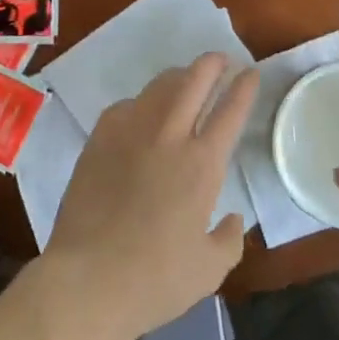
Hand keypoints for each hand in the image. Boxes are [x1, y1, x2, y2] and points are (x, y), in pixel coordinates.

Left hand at [41, 54, 258, 339]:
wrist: (88, 279)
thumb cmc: (155, 279)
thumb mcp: (210, 270)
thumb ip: (229, 240)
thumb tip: (233, 218)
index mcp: (203, 165)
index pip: (230, 111)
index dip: (244, 87)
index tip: (251, 73)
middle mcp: (169, 137)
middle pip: (195, 80)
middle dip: (212, 64)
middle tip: (221, 60)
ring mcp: (130, 132)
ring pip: (159, 86)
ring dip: (178, 76)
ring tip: (185, 79)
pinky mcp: (99, 139)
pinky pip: (126, 105)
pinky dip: (142, 102)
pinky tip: (142, 113)